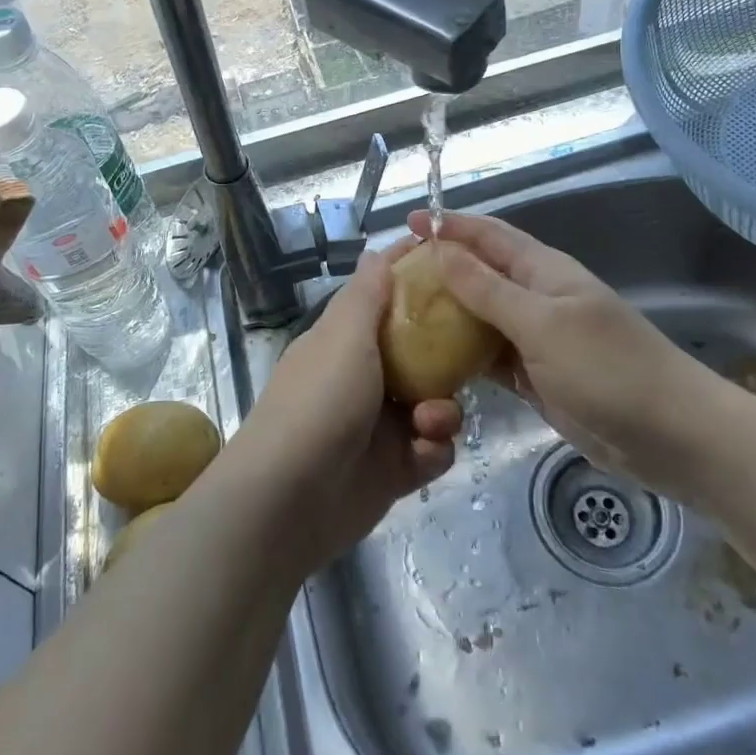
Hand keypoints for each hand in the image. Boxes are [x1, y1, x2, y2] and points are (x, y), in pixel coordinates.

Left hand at [225, 235, 461, 572]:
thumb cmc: (319, 403)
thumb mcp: (343, 338)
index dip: (413, 276)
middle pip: (420, 350)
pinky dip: (433, 449)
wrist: (287, 502)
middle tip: (467, 352)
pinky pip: (432, 448)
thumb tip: (376, 252)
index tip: (453, 262)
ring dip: (442, 410)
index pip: (384, 295)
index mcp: (346, 340)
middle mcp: (364, 376)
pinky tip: (421, 454)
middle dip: (445, 355)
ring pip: (434, 401)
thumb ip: (366, 295)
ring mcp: (380, 424)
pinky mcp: (394, 468)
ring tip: (429, 421)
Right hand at [405, 210, 735, 500]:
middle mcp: (537, 297)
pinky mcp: (536, 376)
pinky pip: (490, 356)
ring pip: (481, 317)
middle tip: (393, 279)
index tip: (408, 224)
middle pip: (480, 274)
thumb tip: (440, 250)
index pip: (488, 236)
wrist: (671, 437)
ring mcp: (537, 339)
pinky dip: (463, 355)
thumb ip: (488, 289)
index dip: (450, 226)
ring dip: (447, 314)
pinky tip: (431, 362)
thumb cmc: (608, 369)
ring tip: (401, 317)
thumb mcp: (542, 324)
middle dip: (441, 270)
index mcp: (543, 271)